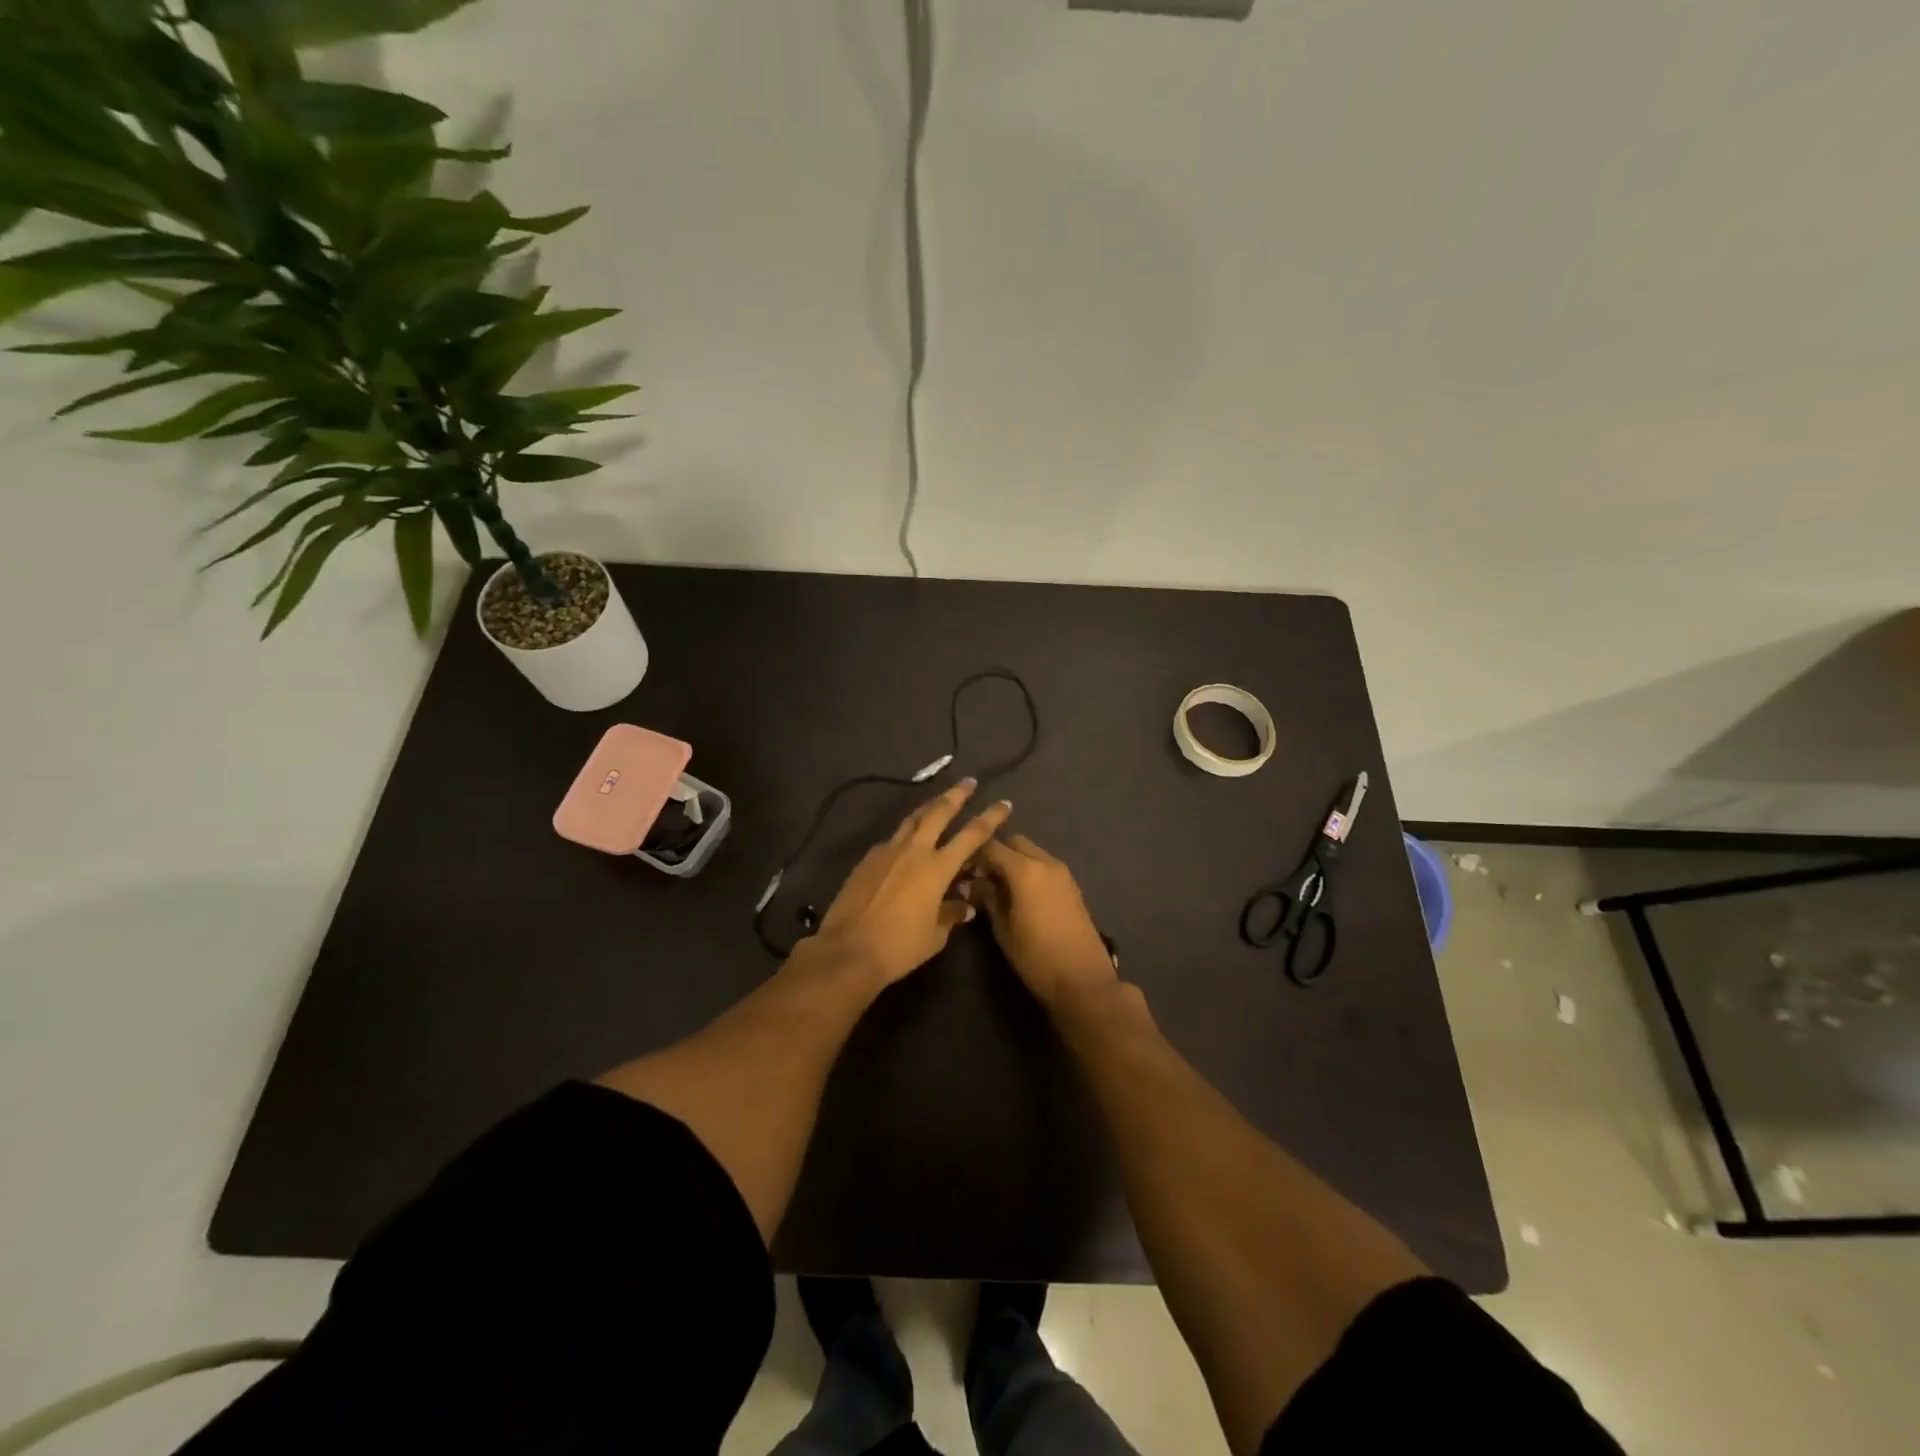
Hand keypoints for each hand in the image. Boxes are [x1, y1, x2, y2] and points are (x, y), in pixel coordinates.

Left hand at [805, 779, 1012, 987]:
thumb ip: (951, 914)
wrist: (848, 950)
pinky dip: (905, 835)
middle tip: (968, 782)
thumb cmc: (899, 946)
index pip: (972, 835)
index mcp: (937, 868)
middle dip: (956, 795)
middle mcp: (914, 851)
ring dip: (928, 807)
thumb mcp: (935, 935)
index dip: (990, 818)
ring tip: (938, 800)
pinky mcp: (867, 860)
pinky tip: (906, 842)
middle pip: (938, 812)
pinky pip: (892, 839)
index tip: (1004, 804)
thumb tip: (964, 905)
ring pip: (912, 819)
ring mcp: (887, 851)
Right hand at [971, 833, 1118, 1008]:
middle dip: (996, 853)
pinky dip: (1030, 870)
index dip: (973, 855)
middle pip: (1015, 843)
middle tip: (981, 877)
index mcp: (1025, 870)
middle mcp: (1045, 862)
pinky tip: (1020, 894)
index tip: (960, 869)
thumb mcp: (1003, 929)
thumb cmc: (1036, 957)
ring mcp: (1062, 873)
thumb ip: (988, 899)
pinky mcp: (1072, 886)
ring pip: (1032, 852)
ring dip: (1014, 861)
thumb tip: (971, 884)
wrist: (1083, 979)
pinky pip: (1045, 866)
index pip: (992, 847)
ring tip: (999, 887)